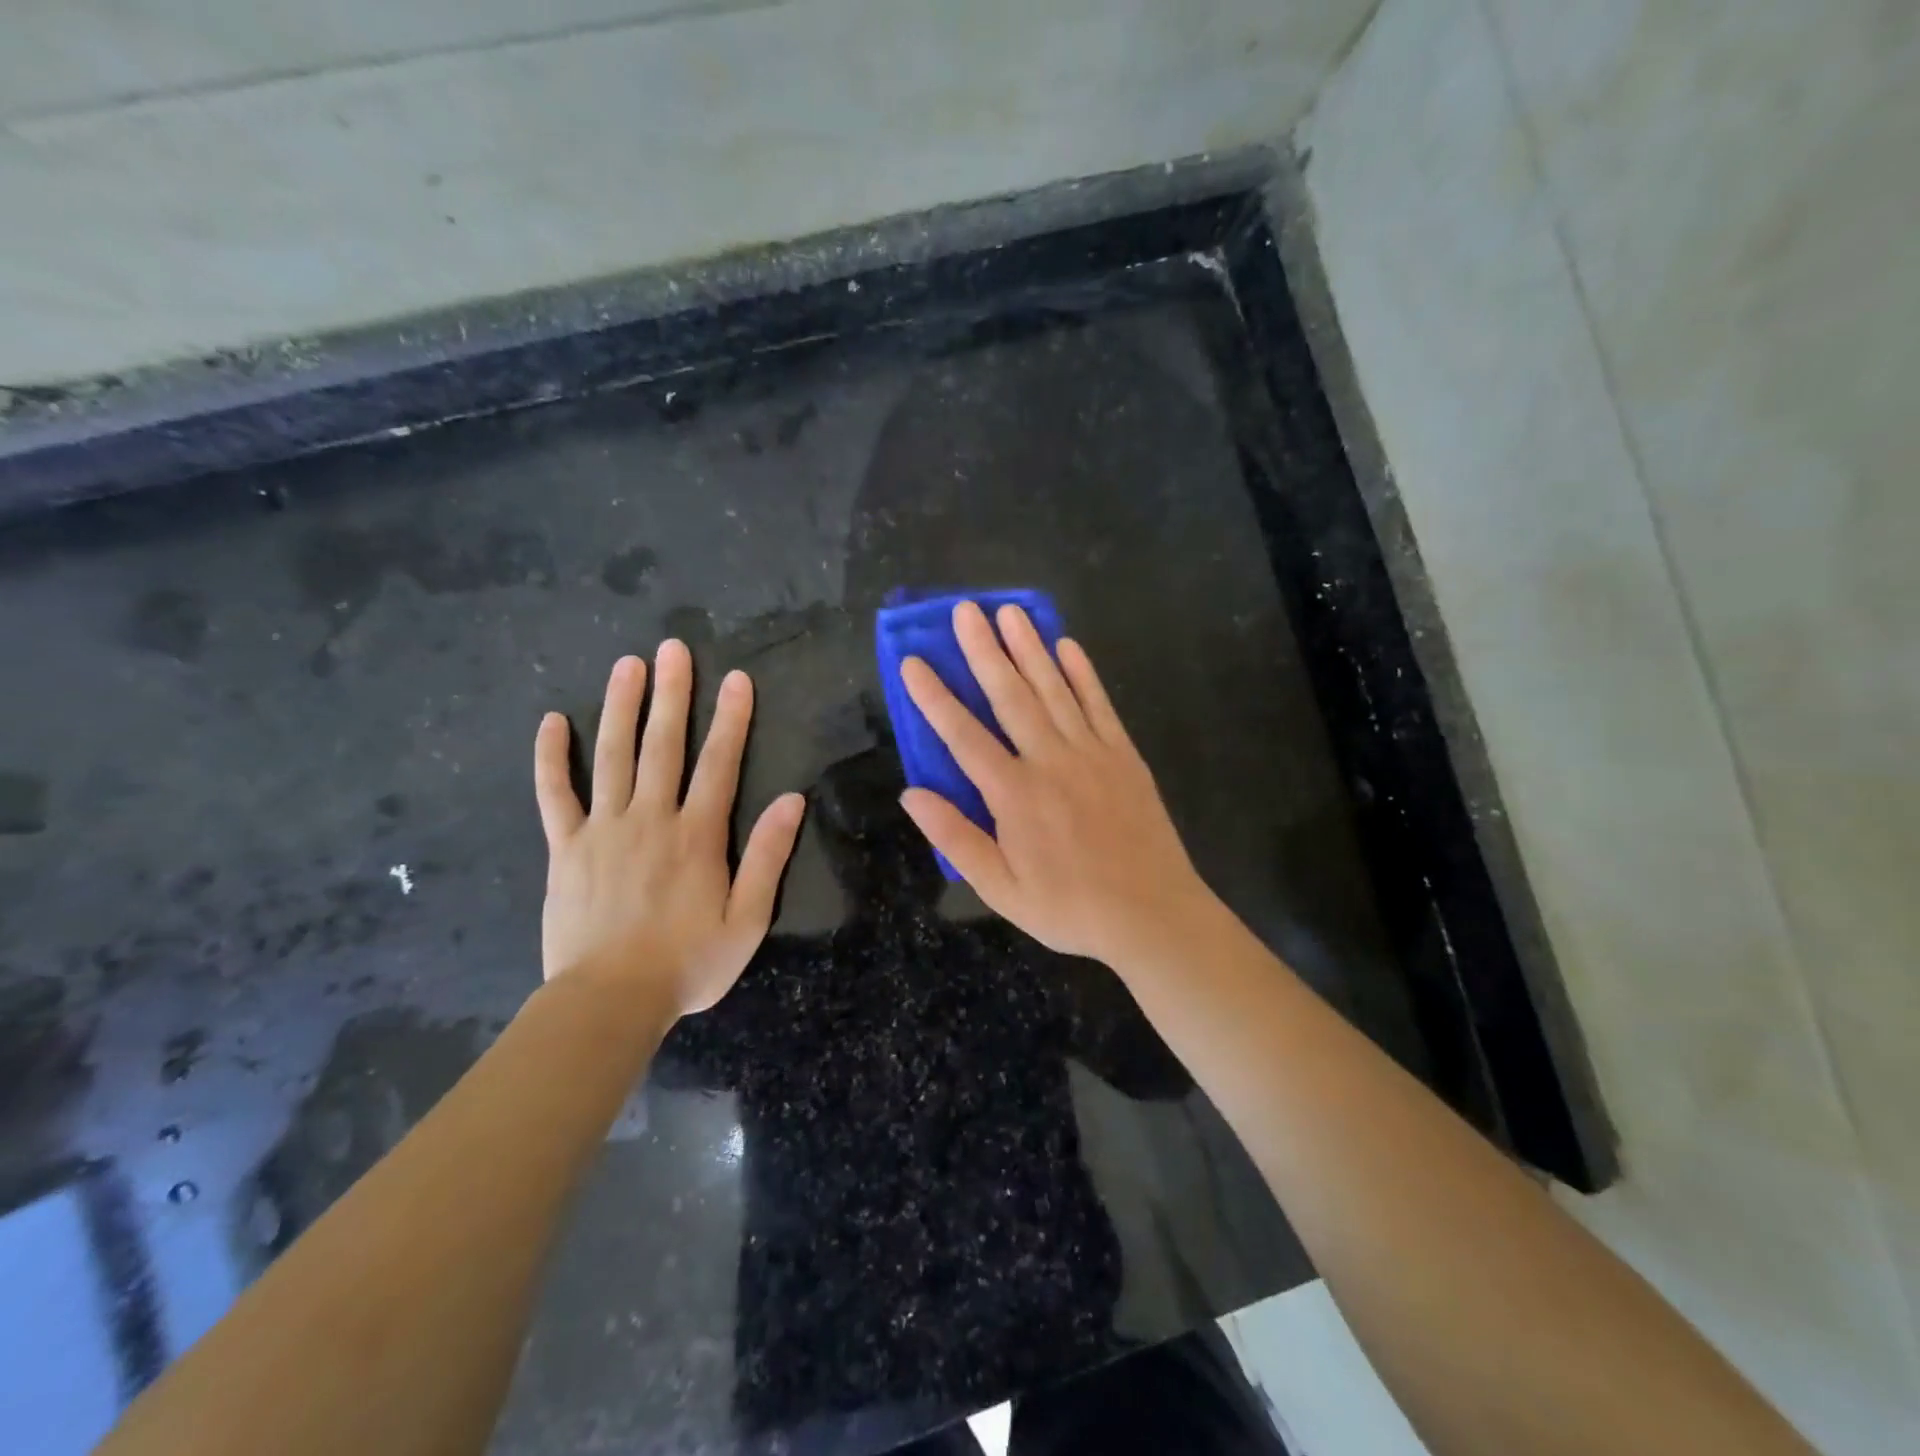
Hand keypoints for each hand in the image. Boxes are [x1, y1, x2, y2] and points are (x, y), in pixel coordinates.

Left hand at [534, 643, 805, 1017]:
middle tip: (673, 648)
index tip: (736, 679)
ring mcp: (603, 830)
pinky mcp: (566, 848)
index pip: (719, 763)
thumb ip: (768, 856)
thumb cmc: (688, 963)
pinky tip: (553, 722)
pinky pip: (555, 795)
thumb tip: (793, 800)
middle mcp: (651, 819)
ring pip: (612, 756)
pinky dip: (552, 757)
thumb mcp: (748, 919)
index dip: (731, 718)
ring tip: (627, 665)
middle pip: (663, 745)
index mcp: (697, 835)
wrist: (610, 1002)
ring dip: (621, 707)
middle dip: (671, 694)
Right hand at [899, 601, 1215, 967]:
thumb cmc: (1070, 907)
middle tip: (966, 610)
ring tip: (1010, 611)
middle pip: (1010, 696)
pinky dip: (1083, 674)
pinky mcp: (1124, 756)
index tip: (913, 661)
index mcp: (1014, 794)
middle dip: (984, 651)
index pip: (963, 736)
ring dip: (1030, 648)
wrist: (1152, 915)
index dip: (935, 698)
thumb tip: (911, 793)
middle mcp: (1050, 761)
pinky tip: (1068, 646)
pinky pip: (1099, 705)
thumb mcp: (1000, 889)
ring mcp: (1092, 753)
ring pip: (1054, 689)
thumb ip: (955, 838)